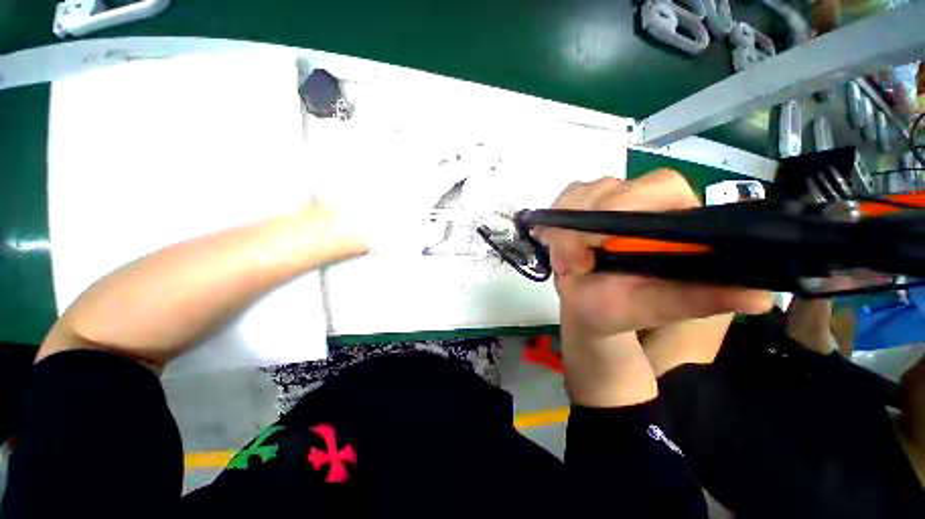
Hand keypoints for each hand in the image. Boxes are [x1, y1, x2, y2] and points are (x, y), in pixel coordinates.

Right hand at [541, 170, 771, 338]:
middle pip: (611, 186)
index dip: (624, 207)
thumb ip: (695, 301)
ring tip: (564, 262)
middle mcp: (644, 202)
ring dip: (564, 226)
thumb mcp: (654, 310)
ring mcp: (610, 199)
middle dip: (582, 225)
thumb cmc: (618, 310)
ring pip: (582, 191)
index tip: (594, 246)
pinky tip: (552, 241)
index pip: (660, 188)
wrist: (586, 307)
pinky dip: (554, 220)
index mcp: (675, 220)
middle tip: (571, 265)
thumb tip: (761, 297)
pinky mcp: (583, 204)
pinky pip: (564, 199)